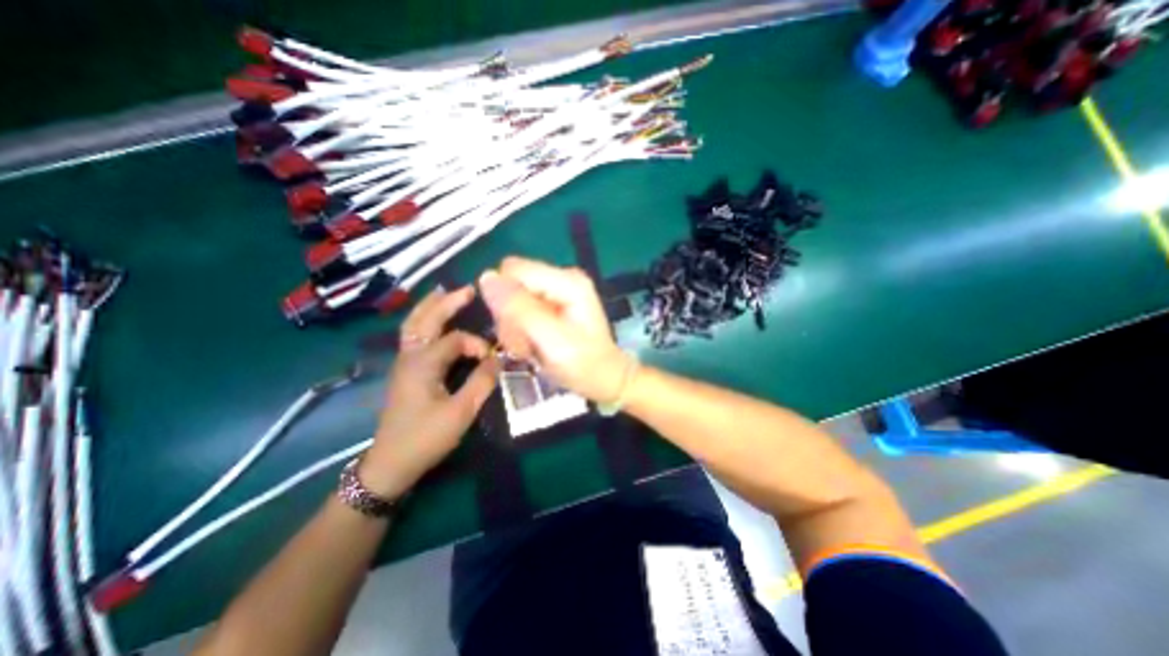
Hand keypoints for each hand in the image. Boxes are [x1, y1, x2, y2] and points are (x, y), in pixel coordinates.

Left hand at [362, 284, 496, 497]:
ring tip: (446, 292)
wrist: (390, 463)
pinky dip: (424, 320)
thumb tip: (498, 360)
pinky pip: (413, 335)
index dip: (477, 344)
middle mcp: (410, 356)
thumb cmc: (426, 437)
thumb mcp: (461, 412)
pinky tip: (434, 320)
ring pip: (414, 324)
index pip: (455, 339)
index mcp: (423, 363)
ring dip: (430, 306)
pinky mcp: (405, 370)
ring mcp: (404, 362)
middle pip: (425, 319)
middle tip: (468, 289)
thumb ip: (482, 382)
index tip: (493, 360)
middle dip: (447, 301)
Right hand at [480, 255, 636, 402]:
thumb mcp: (551, 340)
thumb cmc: (584, 364)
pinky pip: (519, 311)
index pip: (512, 271)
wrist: (604, 380)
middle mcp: (560, 279)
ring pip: (511, 300)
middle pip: (510, 284)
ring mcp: (555, 292)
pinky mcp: (551, 305)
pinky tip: (533, 346)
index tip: (518, 330)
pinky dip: (520, 332)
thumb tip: (486, 277)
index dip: (505, 300)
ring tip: (531, 348)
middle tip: (526, 344)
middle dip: (510, 318)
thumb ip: (519, 309)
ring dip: (514, 329)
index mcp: (566, 281)